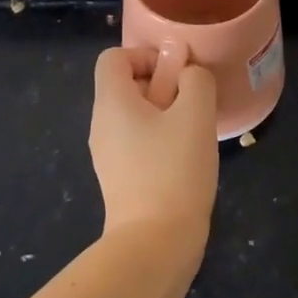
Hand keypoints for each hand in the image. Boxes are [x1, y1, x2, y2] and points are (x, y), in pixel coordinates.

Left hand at [90, 46, 218, 247]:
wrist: (155, 242)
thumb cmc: (174, 169)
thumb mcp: (196, 114)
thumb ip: (195, 80)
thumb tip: (188, 72)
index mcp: (111, 101)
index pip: (114, 57)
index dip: (146, 55)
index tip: (177, 76)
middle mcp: (101, 123)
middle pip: (126, 85)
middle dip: (163, 86)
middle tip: (193, 106)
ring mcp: (107, 154)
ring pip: (135, 116)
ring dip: (166, 115)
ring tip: (194, 134)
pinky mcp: (120, 178)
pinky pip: (138, 143)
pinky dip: (161, 141)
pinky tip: (185, 161)